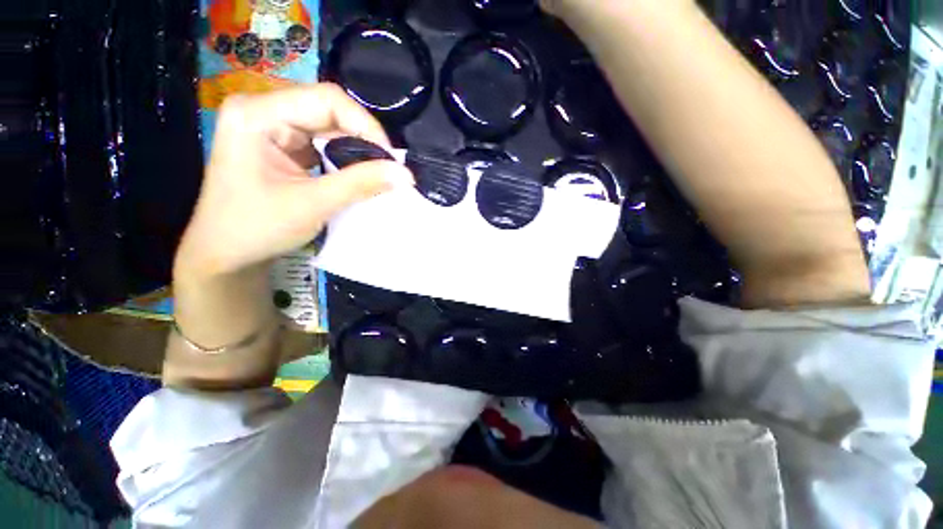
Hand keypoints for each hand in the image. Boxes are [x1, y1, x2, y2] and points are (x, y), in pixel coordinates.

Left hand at [175, 83, 412, 279]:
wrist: (226, 253)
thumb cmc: (257, 228)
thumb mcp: (313, 204)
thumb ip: (361, 184)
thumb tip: (406, 174)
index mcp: (257, 114)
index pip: (326, 100)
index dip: (366, 125)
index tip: (390, 159)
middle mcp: (262, 110)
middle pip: (328, 110)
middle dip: (363, 139)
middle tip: (388, 169)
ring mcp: (271, 126)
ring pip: (329, 126)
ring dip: (356, 150)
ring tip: (377, 173)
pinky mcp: (280, 144)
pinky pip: (322, 142)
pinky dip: (344, 158)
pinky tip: (356, 174)